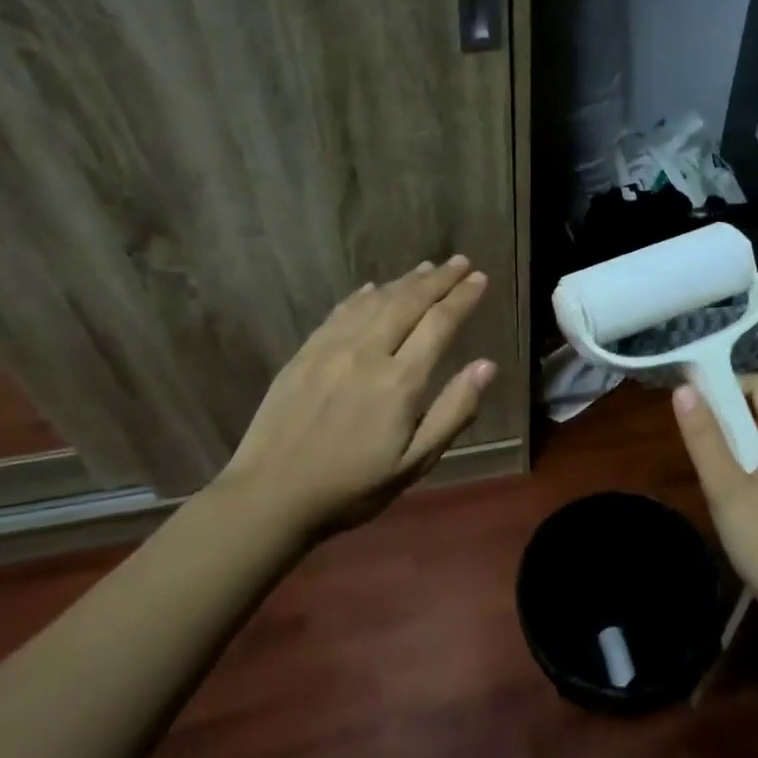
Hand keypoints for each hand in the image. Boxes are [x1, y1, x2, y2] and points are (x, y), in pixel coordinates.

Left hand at [217, 255, 495, 540]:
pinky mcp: (304, 354)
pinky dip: (362, 295)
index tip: (479, 278)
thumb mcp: (415, 463)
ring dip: (404, 281)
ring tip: (427, 268)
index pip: (439, 324)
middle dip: (439, 279)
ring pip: (375, 302)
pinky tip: (373, 287)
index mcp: (400, 381)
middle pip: (409, 302)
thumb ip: (454, 412)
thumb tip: (487, 366)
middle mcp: (367, 353)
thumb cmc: (353, 487)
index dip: (462, 298)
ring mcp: (331, 349)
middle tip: (460, 261)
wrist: (271, 495)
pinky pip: (339, 312)